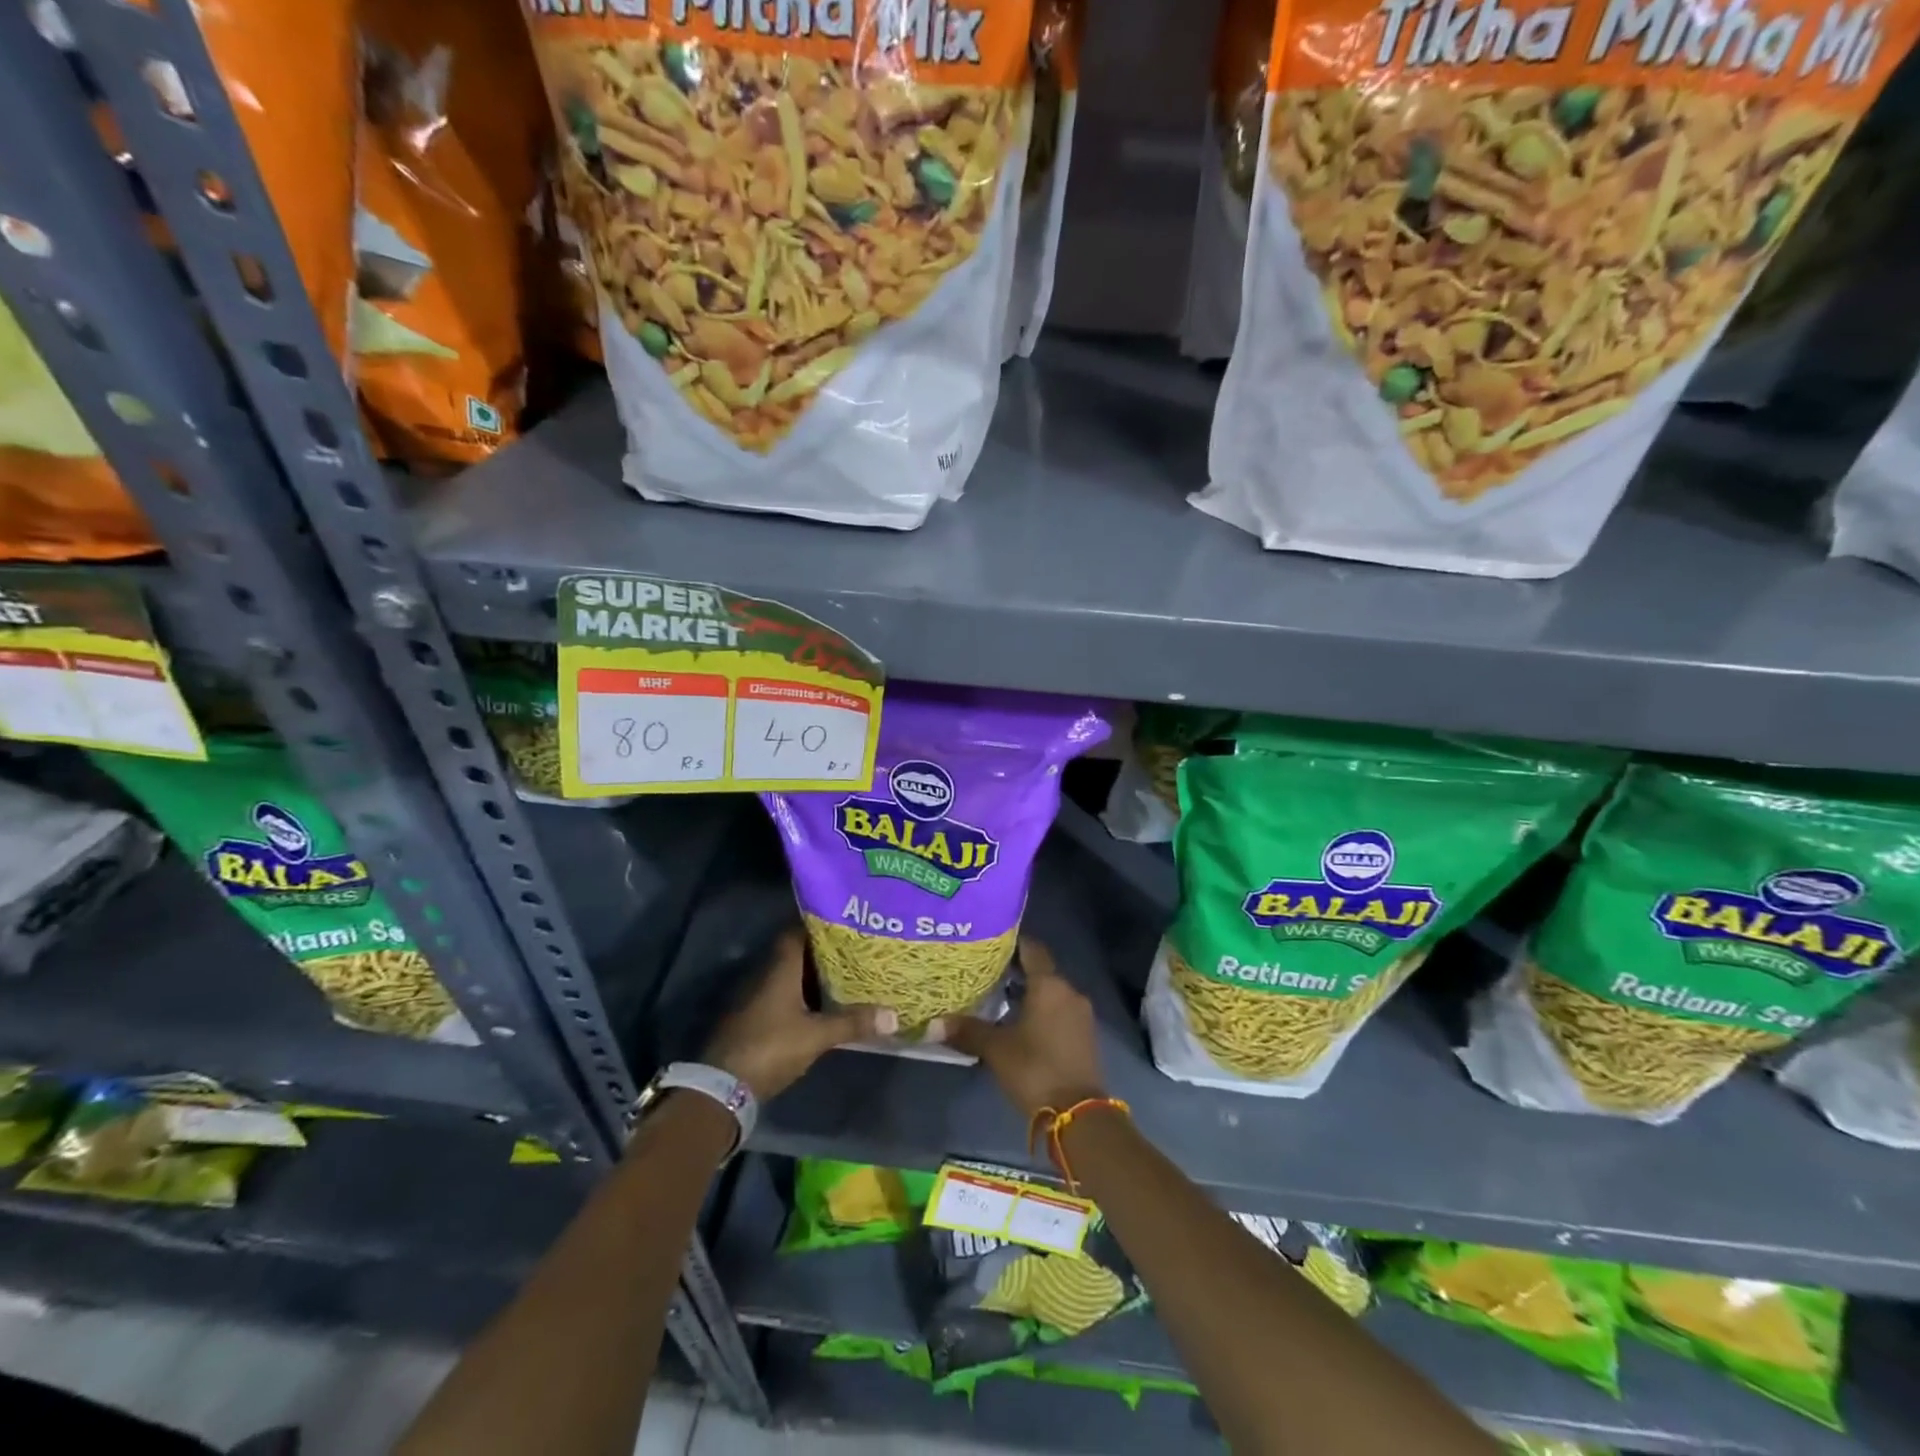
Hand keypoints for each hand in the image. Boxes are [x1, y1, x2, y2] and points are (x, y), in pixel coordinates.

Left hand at [703, 927, 895, 1100]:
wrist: (723, 1087)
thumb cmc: (771, 1047)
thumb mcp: (816, 1036)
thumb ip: (852, 1023)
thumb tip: (893, 1015)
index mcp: (780, 969)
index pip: (797, 932)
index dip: (819, 925)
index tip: (845, 922)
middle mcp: (766, 976)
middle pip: (796, 954)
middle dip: (823, 952)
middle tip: (854, 949)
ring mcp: (757, 999)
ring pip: (790, 977)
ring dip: (813, 976)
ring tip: (846, 974)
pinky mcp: (755, 1020)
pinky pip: (783, 997)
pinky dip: (803, 996)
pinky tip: (823, 1005)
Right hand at [937, 938, 1104, 1119]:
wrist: (1078, 1114)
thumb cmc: (1035, 1069)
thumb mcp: (996, 1049)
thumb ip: (967, 1031)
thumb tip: (933, 1023)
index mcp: (1049, 985)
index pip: (1032, 949)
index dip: (1012, 942)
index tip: (990, 942)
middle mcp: (1069, 991)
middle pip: (1041, 970)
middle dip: (1016, 970)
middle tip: (986, 970)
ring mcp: (1080, 1014)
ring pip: (1051, 992)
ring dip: (1029, 992)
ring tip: (998, 996)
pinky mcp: (1084, 1035)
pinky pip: (1059, 1010)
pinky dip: (1041, 1010)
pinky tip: (1019, 1021)